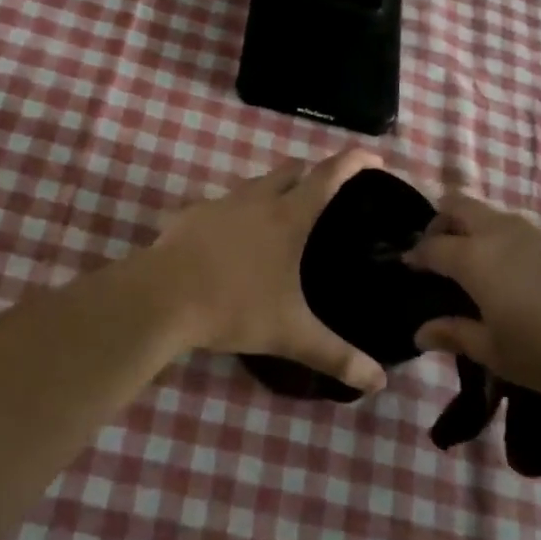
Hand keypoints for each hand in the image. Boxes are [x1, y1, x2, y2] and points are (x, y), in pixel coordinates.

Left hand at [144, 150, 388, 393]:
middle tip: (326, 194)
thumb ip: (336, 356)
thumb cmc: (234, 307)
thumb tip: (379, 382)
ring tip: (280, 218)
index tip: (373, 156)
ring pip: (255, 183)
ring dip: (273, 190)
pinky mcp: (191, 214)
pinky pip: (223, 204)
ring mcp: (221, 203)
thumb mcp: (290, 334)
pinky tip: (233, 240)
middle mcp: (257, 199)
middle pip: (291, 170)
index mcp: (288, 217)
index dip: (353, 162)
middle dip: (312, 173)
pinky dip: (237, 212)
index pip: (328, 177)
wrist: (161, 298)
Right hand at [404, 192, 540, 418]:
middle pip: (458, 205)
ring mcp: (538, 231)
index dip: (416, 256)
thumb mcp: (498, 353)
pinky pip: (520, 229)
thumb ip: (456, 335)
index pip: (432, 245)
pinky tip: (518, 280)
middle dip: (440, 224)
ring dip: (474, 231)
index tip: (409, 270)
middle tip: (439, 258)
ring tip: (478, 273)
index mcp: (476, 257)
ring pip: (491, 214)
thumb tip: (421, 330)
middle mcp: (501, 232)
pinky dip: (504, 242)